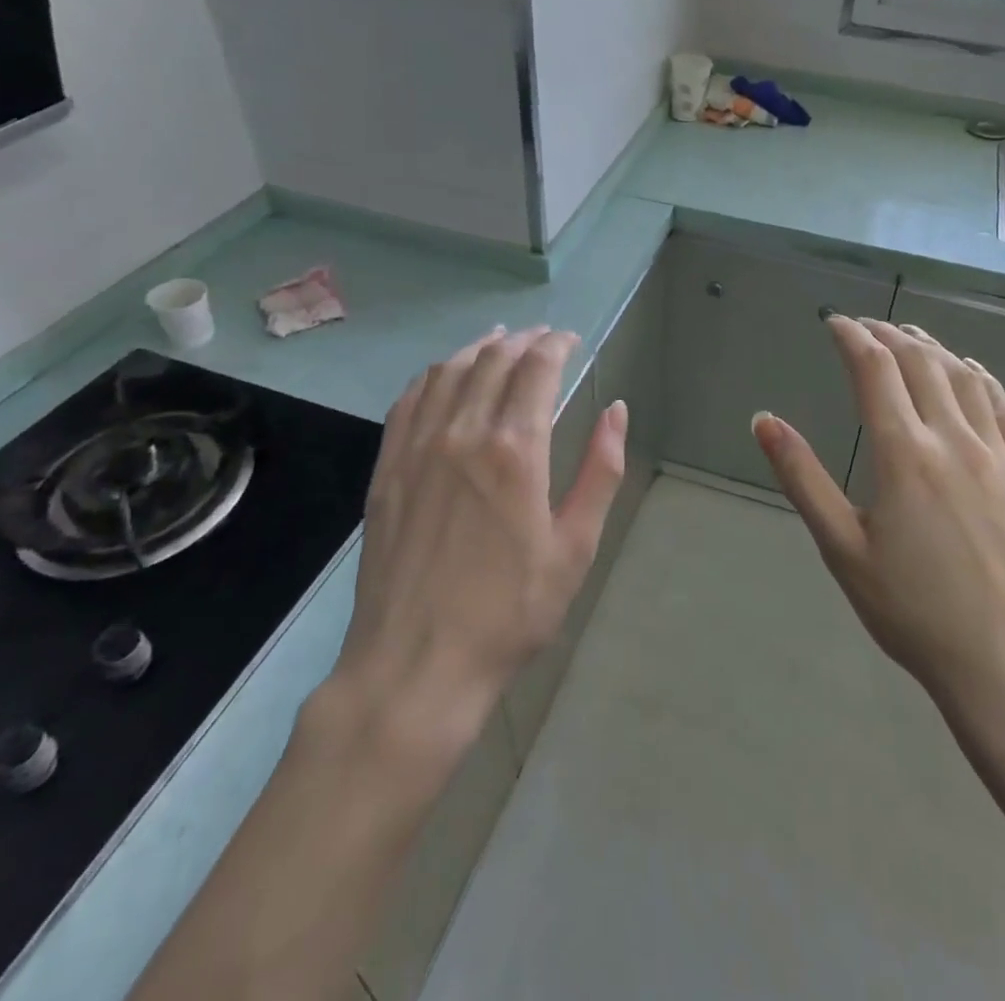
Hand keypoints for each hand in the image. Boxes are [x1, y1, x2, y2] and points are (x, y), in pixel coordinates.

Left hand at [331, 327, 626, 751]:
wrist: (417, 666)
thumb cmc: (510, 612)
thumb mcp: (576, 546)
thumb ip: (600, 471)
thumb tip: (617, 410)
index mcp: (515, 449)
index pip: (537, 368)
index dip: (557, 344)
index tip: (571, 340)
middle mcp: (462, 433)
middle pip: (493, 360)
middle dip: (523, 340)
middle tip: (543, 338)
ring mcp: (417, 448)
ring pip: (448, 372)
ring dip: (478, 349)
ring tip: (499, 342)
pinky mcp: (387, 469)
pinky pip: (409, 401)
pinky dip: (432, 375)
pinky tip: (443, 375)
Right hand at [753, 318, 1004, 765]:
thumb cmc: (914, 613)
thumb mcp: (842, 549)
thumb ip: (802, 478)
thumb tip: (763, 421)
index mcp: (904, 455)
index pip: (875, 371)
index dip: (853, 337)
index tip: (835, 322)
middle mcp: (953, 440)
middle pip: (921, 363)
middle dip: (889, 335)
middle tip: (866, 327)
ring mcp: (999, 456)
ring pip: (965, 378)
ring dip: (934, 347)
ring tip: (911, 336)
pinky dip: (983, 378)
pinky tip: (972, 371)